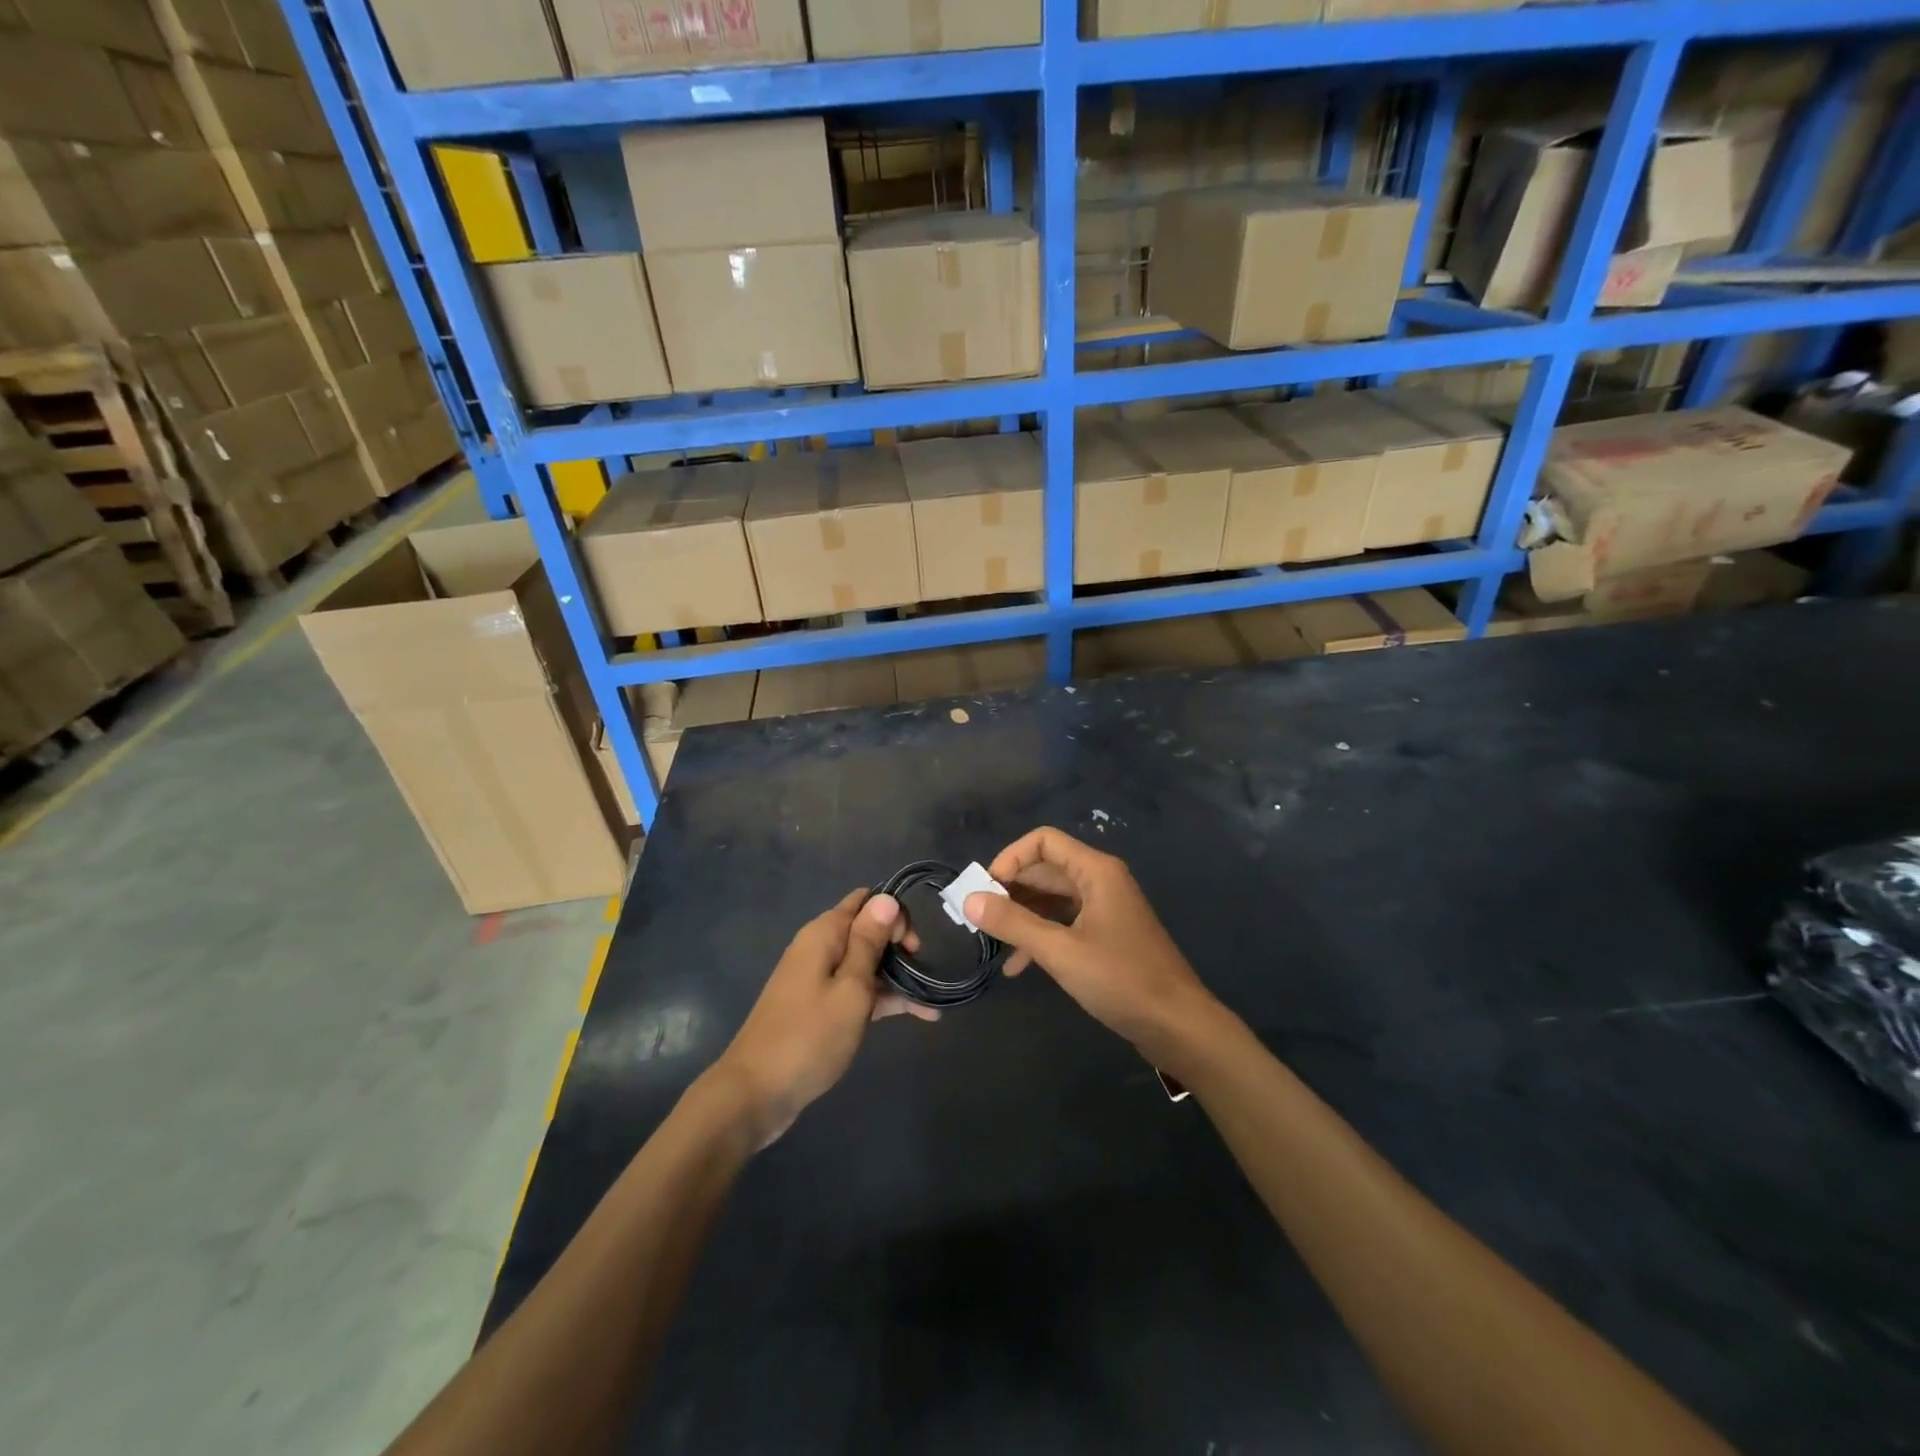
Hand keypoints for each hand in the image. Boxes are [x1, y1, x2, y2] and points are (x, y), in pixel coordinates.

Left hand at [707, 890, 936, 1147]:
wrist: (756, 1093)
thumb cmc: (809, 1037)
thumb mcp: (850, 988)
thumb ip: (869, 942)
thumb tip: (886, 898)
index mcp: (824, 934)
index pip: (865, 901)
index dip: (894, 914)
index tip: (912, 947)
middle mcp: (819, 948)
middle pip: (867, 930)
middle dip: (899, 945)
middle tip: (922, 972)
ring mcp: (818, 979)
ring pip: (866, 963)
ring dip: (897, 975)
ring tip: (931, 1000)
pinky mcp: (819, 1007)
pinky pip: (857, 991)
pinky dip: (884, 998)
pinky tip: (920, 1014)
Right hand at [965, 828, 1225, 1077]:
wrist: (1178, 1025)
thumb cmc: (1121, 979)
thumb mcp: (1060, 951)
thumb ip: (1013, 923)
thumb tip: (969, 899)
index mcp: (1096, 871)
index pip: (1043, 842)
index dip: (1010, 858)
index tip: (984, 889)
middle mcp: (1101, 881)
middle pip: (1046, 870)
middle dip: (1010, 890)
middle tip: (978, 917)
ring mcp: (1106, 909)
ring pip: (1053, 899)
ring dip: (1022, 916)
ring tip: (991, 941)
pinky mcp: (1107, 936)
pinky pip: (1065, 924)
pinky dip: (1041, 937)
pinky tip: (1018, 966)